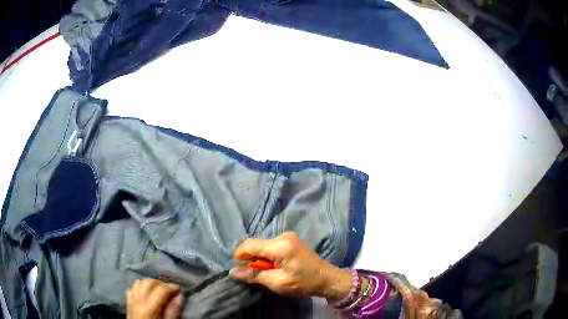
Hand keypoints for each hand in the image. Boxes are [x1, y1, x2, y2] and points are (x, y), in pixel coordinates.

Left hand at [126, 278, 184, 318]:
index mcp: (148, 307)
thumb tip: (179, 297)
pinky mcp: (128, 302)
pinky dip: (140, 287)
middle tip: (171, 290)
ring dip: (150, 284)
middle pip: (149, 282)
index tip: (179, 289)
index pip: (160, 289)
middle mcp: (137, 300)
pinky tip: (147, 294)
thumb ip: (173, 312)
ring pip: (140, 282)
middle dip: (161, 284)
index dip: (171, 287)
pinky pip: (133, 289)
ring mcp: (131, 300)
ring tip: (159, 291)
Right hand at [230, 232, 354, 301]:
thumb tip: (233, 272)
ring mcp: (288, 236)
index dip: (240, 257)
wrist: (327, 279)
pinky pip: (270, 246)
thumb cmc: (304, 283)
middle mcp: (283, 236)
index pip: (249, 245)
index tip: (241, 271)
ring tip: (266, 273)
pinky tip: (273, 267)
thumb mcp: (278, 283)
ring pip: (262, 245)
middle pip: (255, 244)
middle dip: (250, 259)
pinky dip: (267, 256)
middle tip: (254, 275)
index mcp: (280, 246)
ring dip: (258, 258)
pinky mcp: (290, 240)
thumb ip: (254, 275)